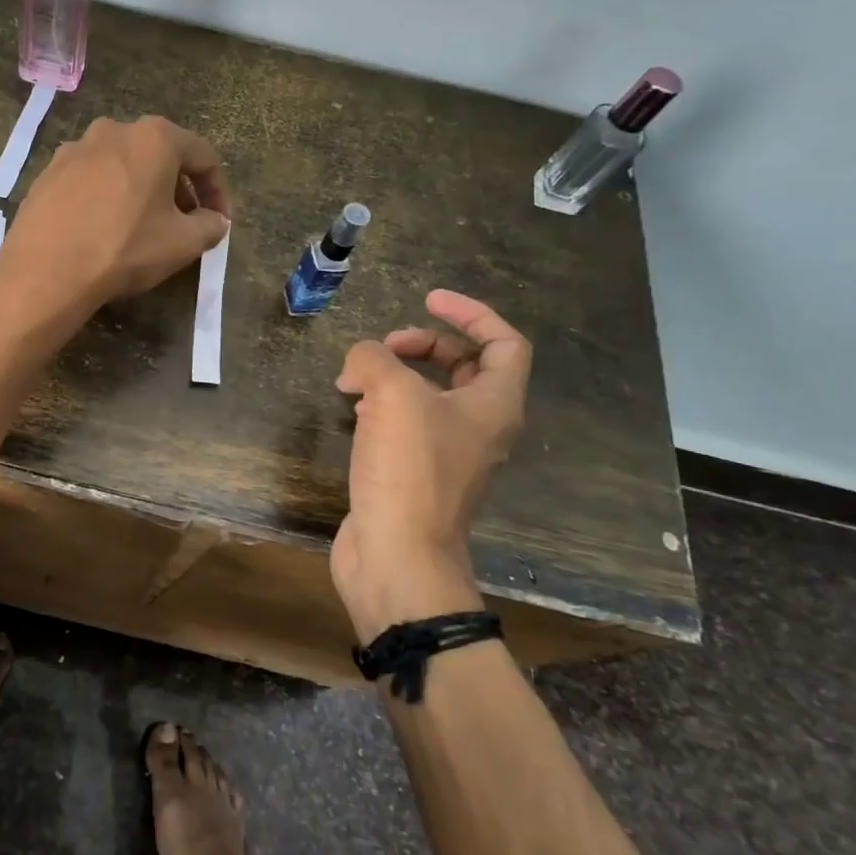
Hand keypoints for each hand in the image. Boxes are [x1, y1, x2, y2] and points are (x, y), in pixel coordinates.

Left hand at [0, 115, 230, 324]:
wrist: (45, 270)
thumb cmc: (124, 248)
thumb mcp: (182, 243)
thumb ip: (210, 226)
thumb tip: (215, 221)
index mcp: (154, 137)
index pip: (204, 156)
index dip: (218, 191)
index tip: (220, 222)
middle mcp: (113, 130)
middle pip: (160, 155)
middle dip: (178, 189)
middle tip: (185, 224)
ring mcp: (74, 149)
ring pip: (122, 166)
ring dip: (140, 191)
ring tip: (143, 226)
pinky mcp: (47, 173)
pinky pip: (89, 180)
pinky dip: (106, 197)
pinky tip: (103, 228)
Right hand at [331, 290, 532, 641]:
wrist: (397, 555)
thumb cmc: (409, 471)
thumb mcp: (392, 396)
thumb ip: (374, 359)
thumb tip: (360, 362)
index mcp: (494, 405)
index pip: (503, 343)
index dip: (470, 313)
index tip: (428, 300)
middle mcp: (480, 428)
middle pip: (465, 367)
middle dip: (425, 345)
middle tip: (384, 347)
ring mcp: (449, 454)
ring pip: (431, 396)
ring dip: (397, 376)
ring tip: (355, 379)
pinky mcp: (417, 475)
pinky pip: (406, 424)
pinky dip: (383, 407)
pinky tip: (353, 411)